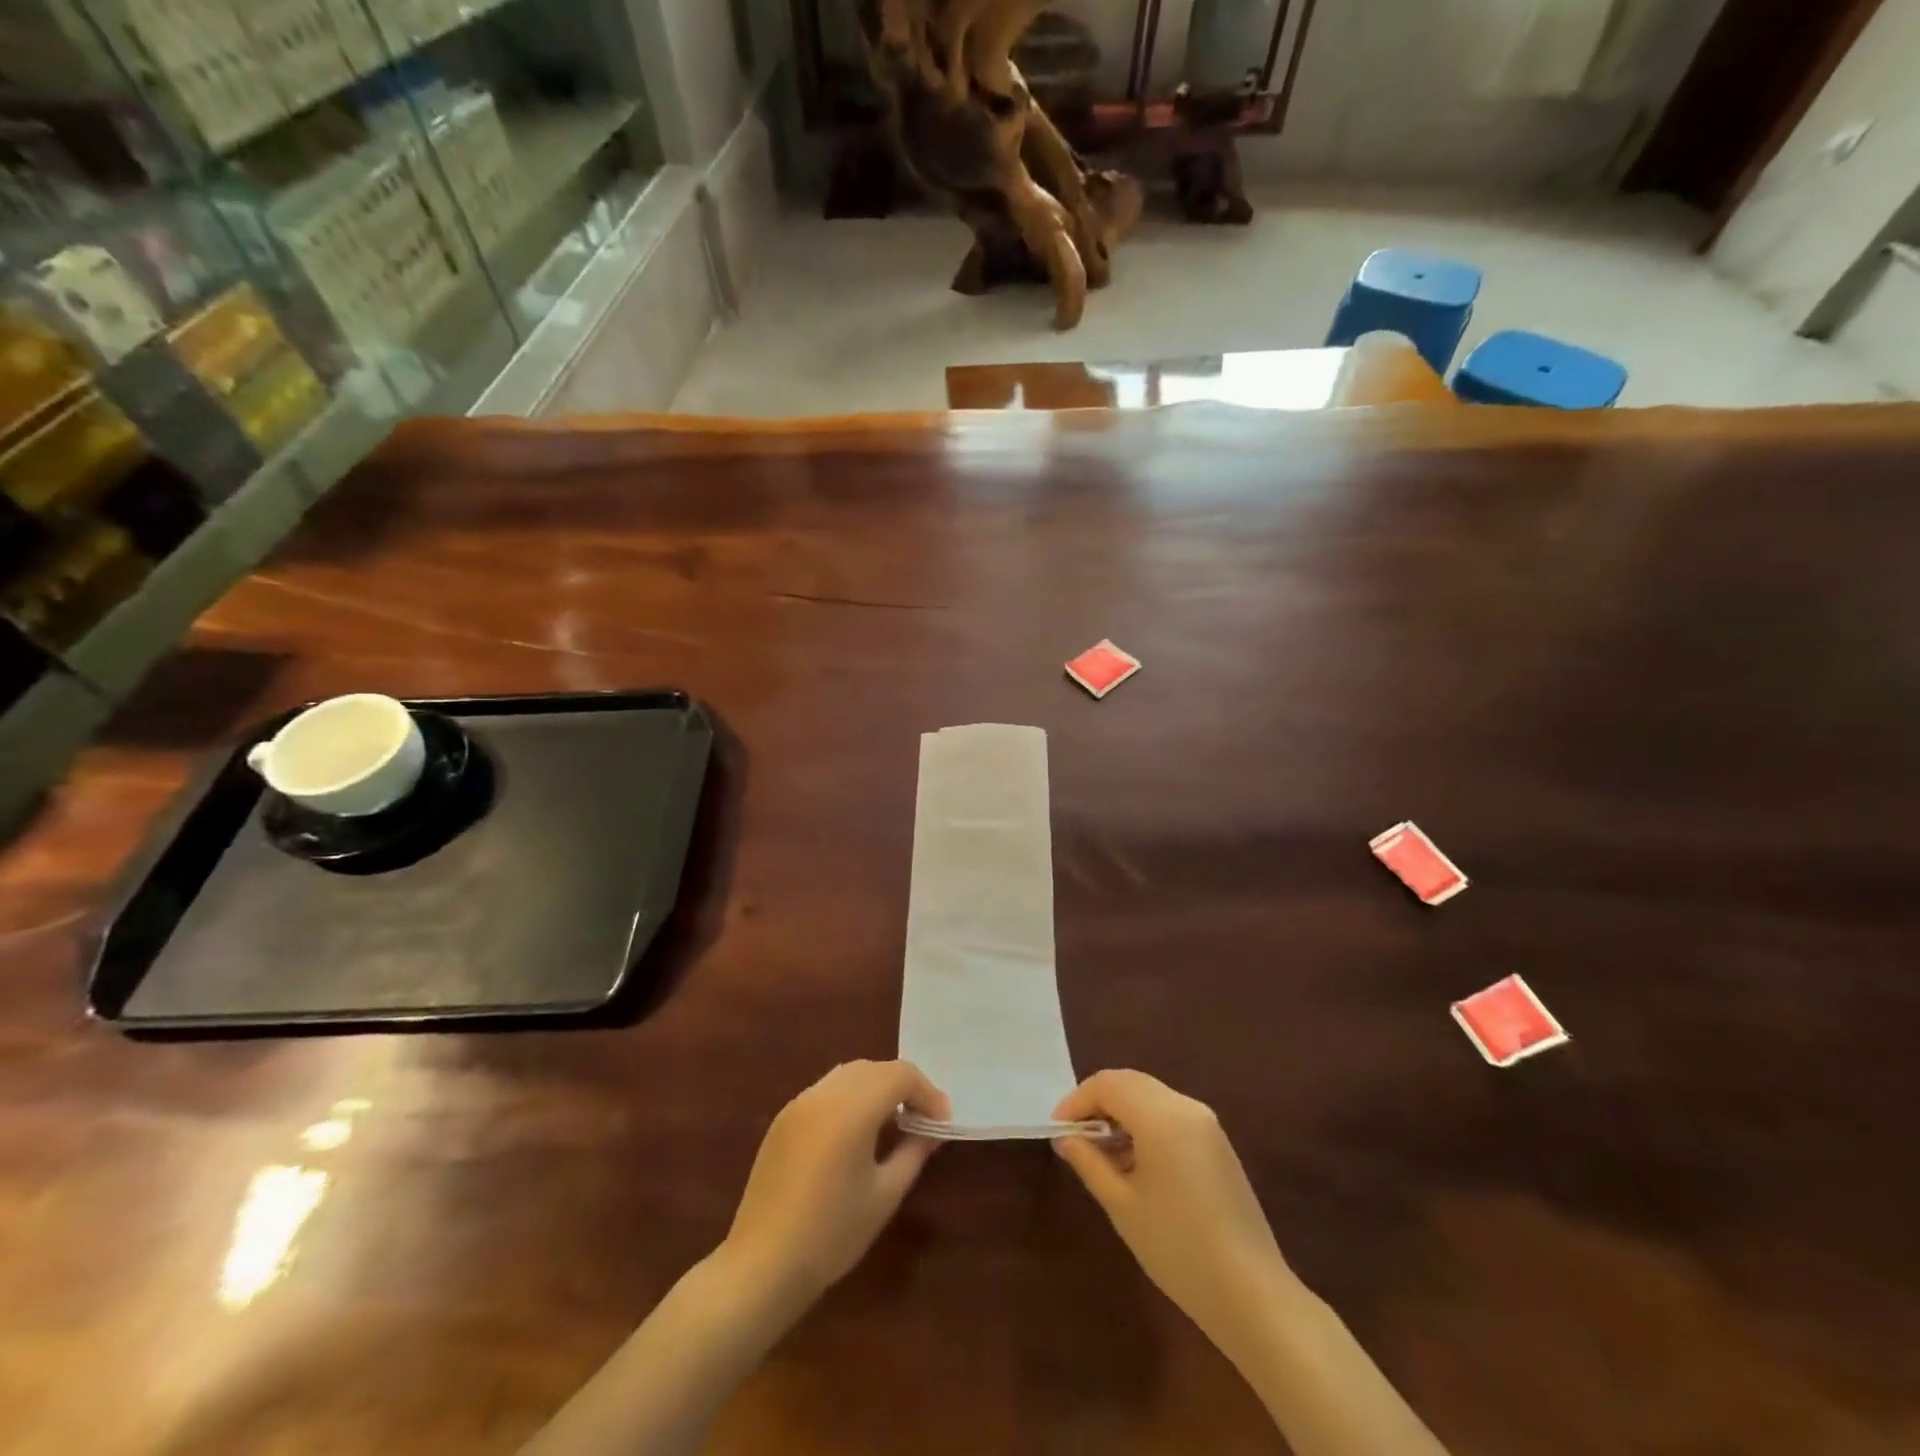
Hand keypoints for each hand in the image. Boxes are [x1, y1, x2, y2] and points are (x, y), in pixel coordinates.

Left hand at [724, 1060, 949, 1301]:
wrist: (762, 1265)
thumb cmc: (832, 1233)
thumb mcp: (884, 1195)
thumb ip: (913, 1152)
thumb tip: (931, 1130)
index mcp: (852, 1108)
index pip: (900, 1075)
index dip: (927, 1092)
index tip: (941, 1122)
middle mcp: (824, 1093)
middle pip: (875, 1069)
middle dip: (903, 1086)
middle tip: (922, 1120)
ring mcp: (800, 1102)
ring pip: (849, 1074)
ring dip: (876, 1087)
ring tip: (892, 1123)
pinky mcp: (783, 1118)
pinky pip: (826, 1091)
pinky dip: (850, 1097)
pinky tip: (856, 1132)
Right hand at [1053, 1070, 1294, 1343]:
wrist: (1251, 1293)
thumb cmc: (1177, 1247)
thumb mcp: (1122, 1205)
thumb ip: (1089, 1162)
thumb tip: (1066, 1139)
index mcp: (1160, 1116)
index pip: (1107, 1084)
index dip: (1077, 1101)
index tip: (1058, 1130)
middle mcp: (1185, 1106)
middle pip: (1130, 1083)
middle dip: (1098, 1102)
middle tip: (1075, 1136)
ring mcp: (1206, 1123)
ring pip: (1151, 1096)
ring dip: (1121, 1112)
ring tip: (1100, 1153)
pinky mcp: (1217, 1143)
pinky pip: (1170, 1114)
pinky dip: (1145, 1124)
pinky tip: (1134, 1162)